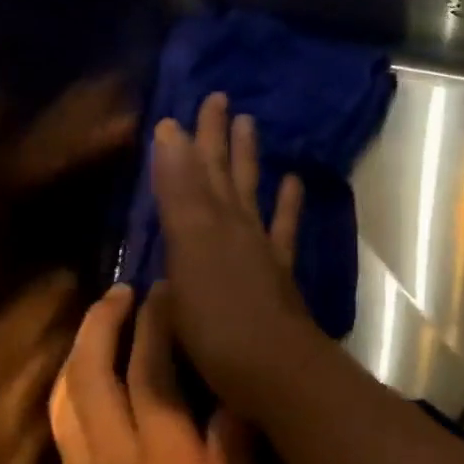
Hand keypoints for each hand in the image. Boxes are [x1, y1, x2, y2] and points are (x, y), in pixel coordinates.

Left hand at [47, 281, 262, 463]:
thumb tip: (240, 400)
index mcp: (167, 461)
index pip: (154, 372)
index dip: (159, 324)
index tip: (169, 288)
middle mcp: (116, 460)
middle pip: (94, 374)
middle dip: (104, 324)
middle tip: (122, 290)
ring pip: (69, 400)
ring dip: (81, 352)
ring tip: (100, 323)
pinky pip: (64, 433)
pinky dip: (71, 393)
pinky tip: (85, 387)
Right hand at [151, 91, 315, 409]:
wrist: (274, 364)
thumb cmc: (216, 320)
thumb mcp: (188, 251)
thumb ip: (180, 192)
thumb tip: (171, 133)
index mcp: (206, 225)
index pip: (191, 172)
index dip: (184, 143)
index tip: (177, 113)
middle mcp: (236, 227)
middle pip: (224, 174)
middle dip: (217, 138)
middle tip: (219, 99)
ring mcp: (261, 248)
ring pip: (252, 192)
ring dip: (248, 159)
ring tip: (250, 124)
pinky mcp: (279, 272)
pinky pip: (284, 228)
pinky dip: (288, 203)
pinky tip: (292, 182)